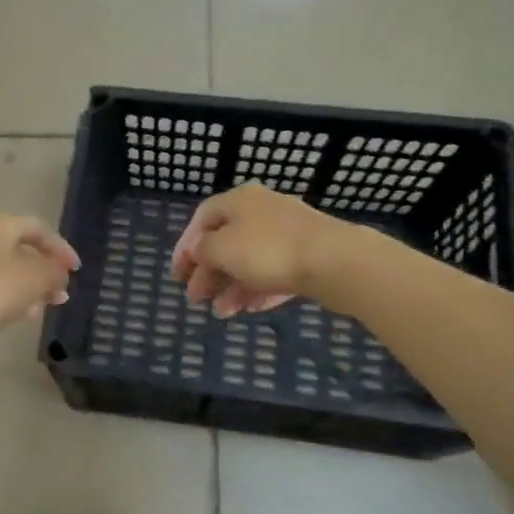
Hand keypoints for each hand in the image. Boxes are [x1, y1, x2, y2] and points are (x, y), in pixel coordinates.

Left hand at [0, 213, 80, 347]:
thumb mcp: (35, 278)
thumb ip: (54, 272)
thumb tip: (60, 272)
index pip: (38, 228)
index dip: (61, 248)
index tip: (76, 271)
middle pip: (20, 248)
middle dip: (44, 269)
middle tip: (61, 292)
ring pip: (6, 269)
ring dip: (28, 285)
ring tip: (44, 307)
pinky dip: (9, 296)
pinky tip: (18, 315)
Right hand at [172, 183, 346, 317]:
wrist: (335, 261)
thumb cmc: (268, 250)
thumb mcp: (221, 249)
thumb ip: (202, 250)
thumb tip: (199, 250)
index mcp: (239, 200)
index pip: (202, 218)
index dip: (185, 246)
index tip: (177, 275)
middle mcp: (262, 210)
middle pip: (226, 241)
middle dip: (209, 272)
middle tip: (196, 299)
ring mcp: (288, 232)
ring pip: (250, 260)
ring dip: (231, 286)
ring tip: (222, 313)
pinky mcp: (308, 255)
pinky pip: (275, 272)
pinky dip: (259, 289)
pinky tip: (251, 309)